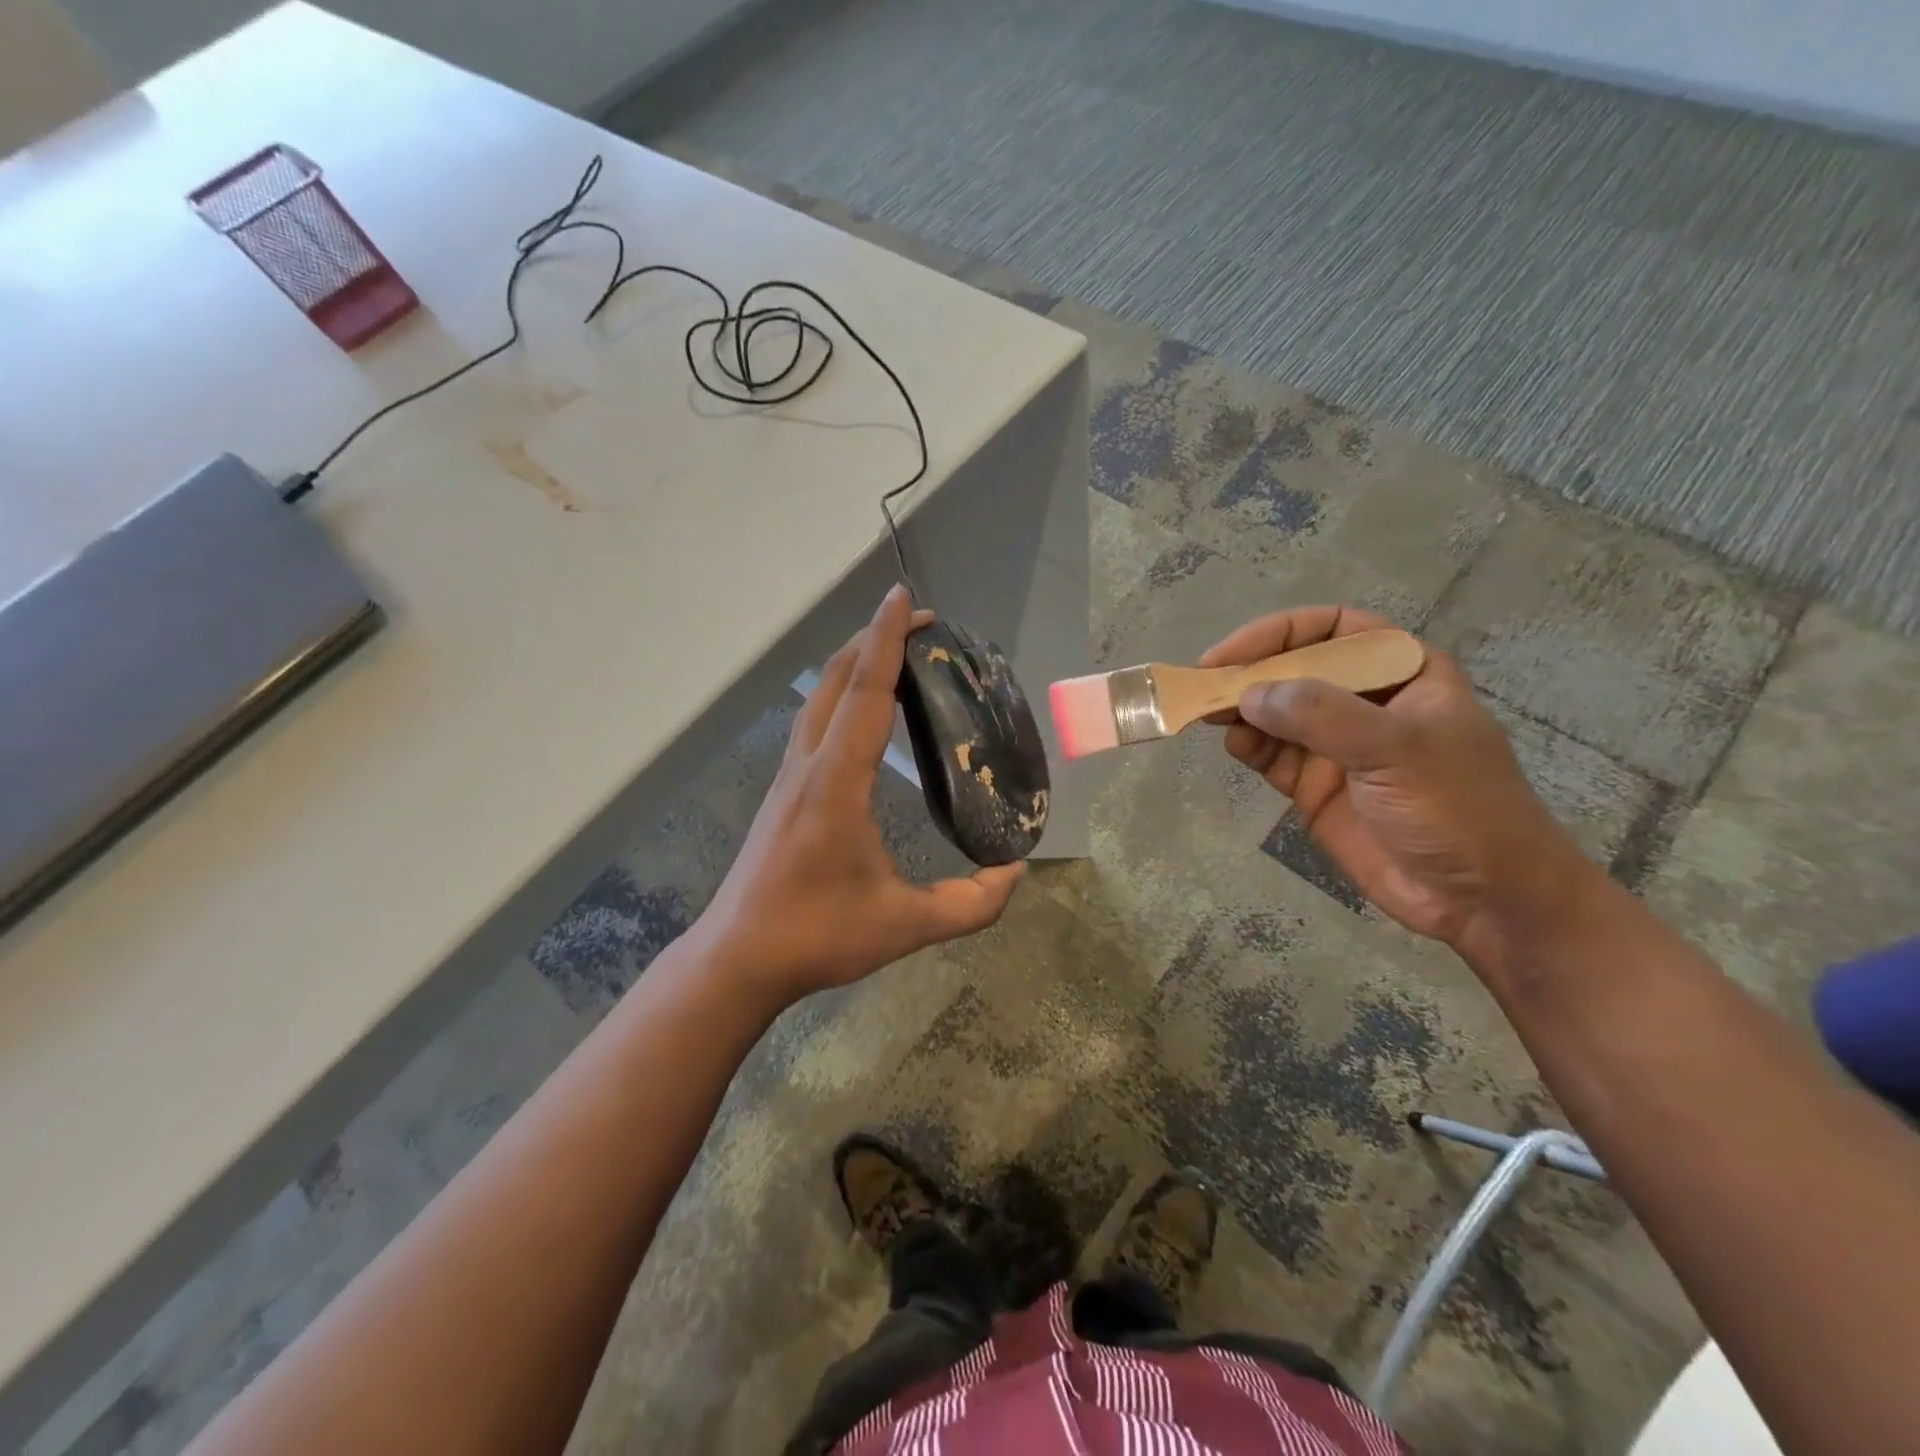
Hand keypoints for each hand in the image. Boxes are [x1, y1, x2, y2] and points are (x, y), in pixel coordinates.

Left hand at [696, 585, 1024, 1002]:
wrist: (738, 958)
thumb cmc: (818, 936)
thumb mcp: (905, 926)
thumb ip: (970, 903)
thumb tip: (1016, 872)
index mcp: (836, 783)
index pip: (865, 694)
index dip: (886, 641)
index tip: (905, 598)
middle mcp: (807, 766)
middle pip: (835, 680)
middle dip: (874, 639)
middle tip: (918, 622)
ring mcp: (788, 777)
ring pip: (818, 698)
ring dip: (853, 664)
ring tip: (894, 655)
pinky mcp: (782, 792)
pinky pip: (813, 722)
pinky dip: (840, 695)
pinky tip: (861, 712)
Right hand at [1200, 605, 1595, 953]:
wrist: (1483, 901)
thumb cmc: (1460, 809)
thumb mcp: (1398, 750)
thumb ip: (1323, 716)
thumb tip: (1249, 694)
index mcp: (1402, 673)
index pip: (1334, 628)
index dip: (1280, 632)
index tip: (1233, 654)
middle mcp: (1365, 702)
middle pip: (1295, 668)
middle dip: (1250, 672)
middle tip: (1204, 683)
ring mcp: (1337, 745)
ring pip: (1275, 711)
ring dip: (1241, 709)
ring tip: (1209, 714)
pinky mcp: (1314, 786)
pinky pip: (1270, 754)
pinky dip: (1246, 745)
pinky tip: (1234, 745)